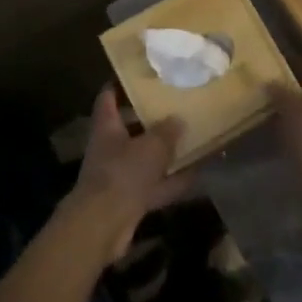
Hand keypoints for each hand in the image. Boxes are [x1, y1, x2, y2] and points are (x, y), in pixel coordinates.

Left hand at [63, 88, 191, 260]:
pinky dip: (173, 182)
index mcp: (107, 126)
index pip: (108, 98)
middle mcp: (111, 148)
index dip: (119, 85)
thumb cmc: (123, 173)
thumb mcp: (151, 147)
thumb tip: (178, 119)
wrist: (104, 225)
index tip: (136, 76)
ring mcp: (120, 175)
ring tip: (193, 140)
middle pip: (130, 129)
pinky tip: (197, 176)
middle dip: (151, 121)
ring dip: (166, 154)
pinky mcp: (130, 200)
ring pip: (146, 159)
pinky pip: (156, 186)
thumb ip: (166, 132)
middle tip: (176, 108)